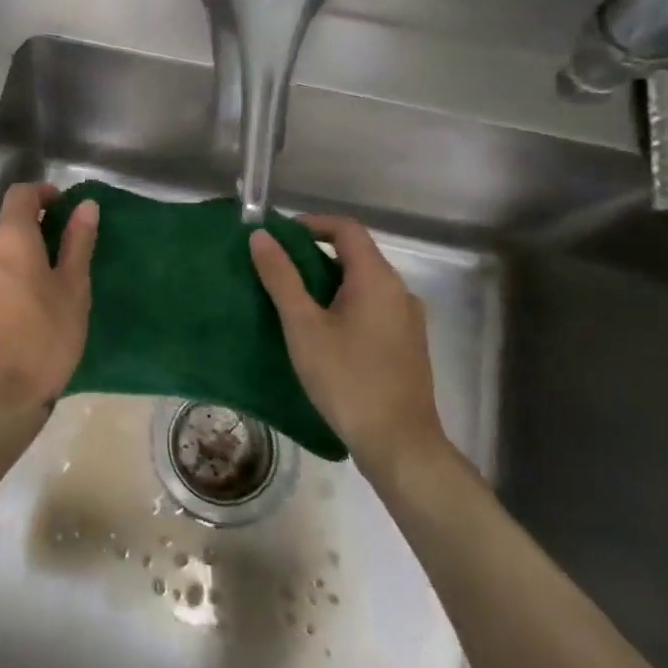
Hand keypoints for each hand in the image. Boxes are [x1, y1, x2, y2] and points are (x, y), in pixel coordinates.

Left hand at [0, 183, 98, 419]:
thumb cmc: (43, 340)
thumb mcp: (73, 290)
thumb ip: (78, 243)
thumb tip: (85, 205)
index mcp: (8, 239)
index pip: (20, 194)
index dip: (43, 193)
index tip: (65, 207)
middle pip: (6, 226)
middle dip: (34, 231)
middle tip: (64, 255)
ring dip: (17, 259)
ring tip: (45, 287)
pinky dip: (3, 282)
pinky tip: (21, 311)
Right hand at [249, 215, 450, 482]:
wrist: (399, 444)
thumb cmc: (347, 379)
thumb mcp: (303, 326)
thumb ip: (281, 278)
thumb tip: (261, 236)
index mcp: (377, 278)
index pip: (346, 229)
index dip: (311, 224)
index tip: (279, 237)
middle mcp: (399, 291)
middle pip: (355, 255)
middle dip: (314, 254)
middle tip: (277, 270)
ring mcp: (407, 319)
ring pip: (363, 284)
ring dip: (328, 282)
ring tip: (292, 301)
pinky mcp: (406, 345)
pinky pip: (372, 307)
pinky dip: (344, 304)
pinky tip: (322, 333)